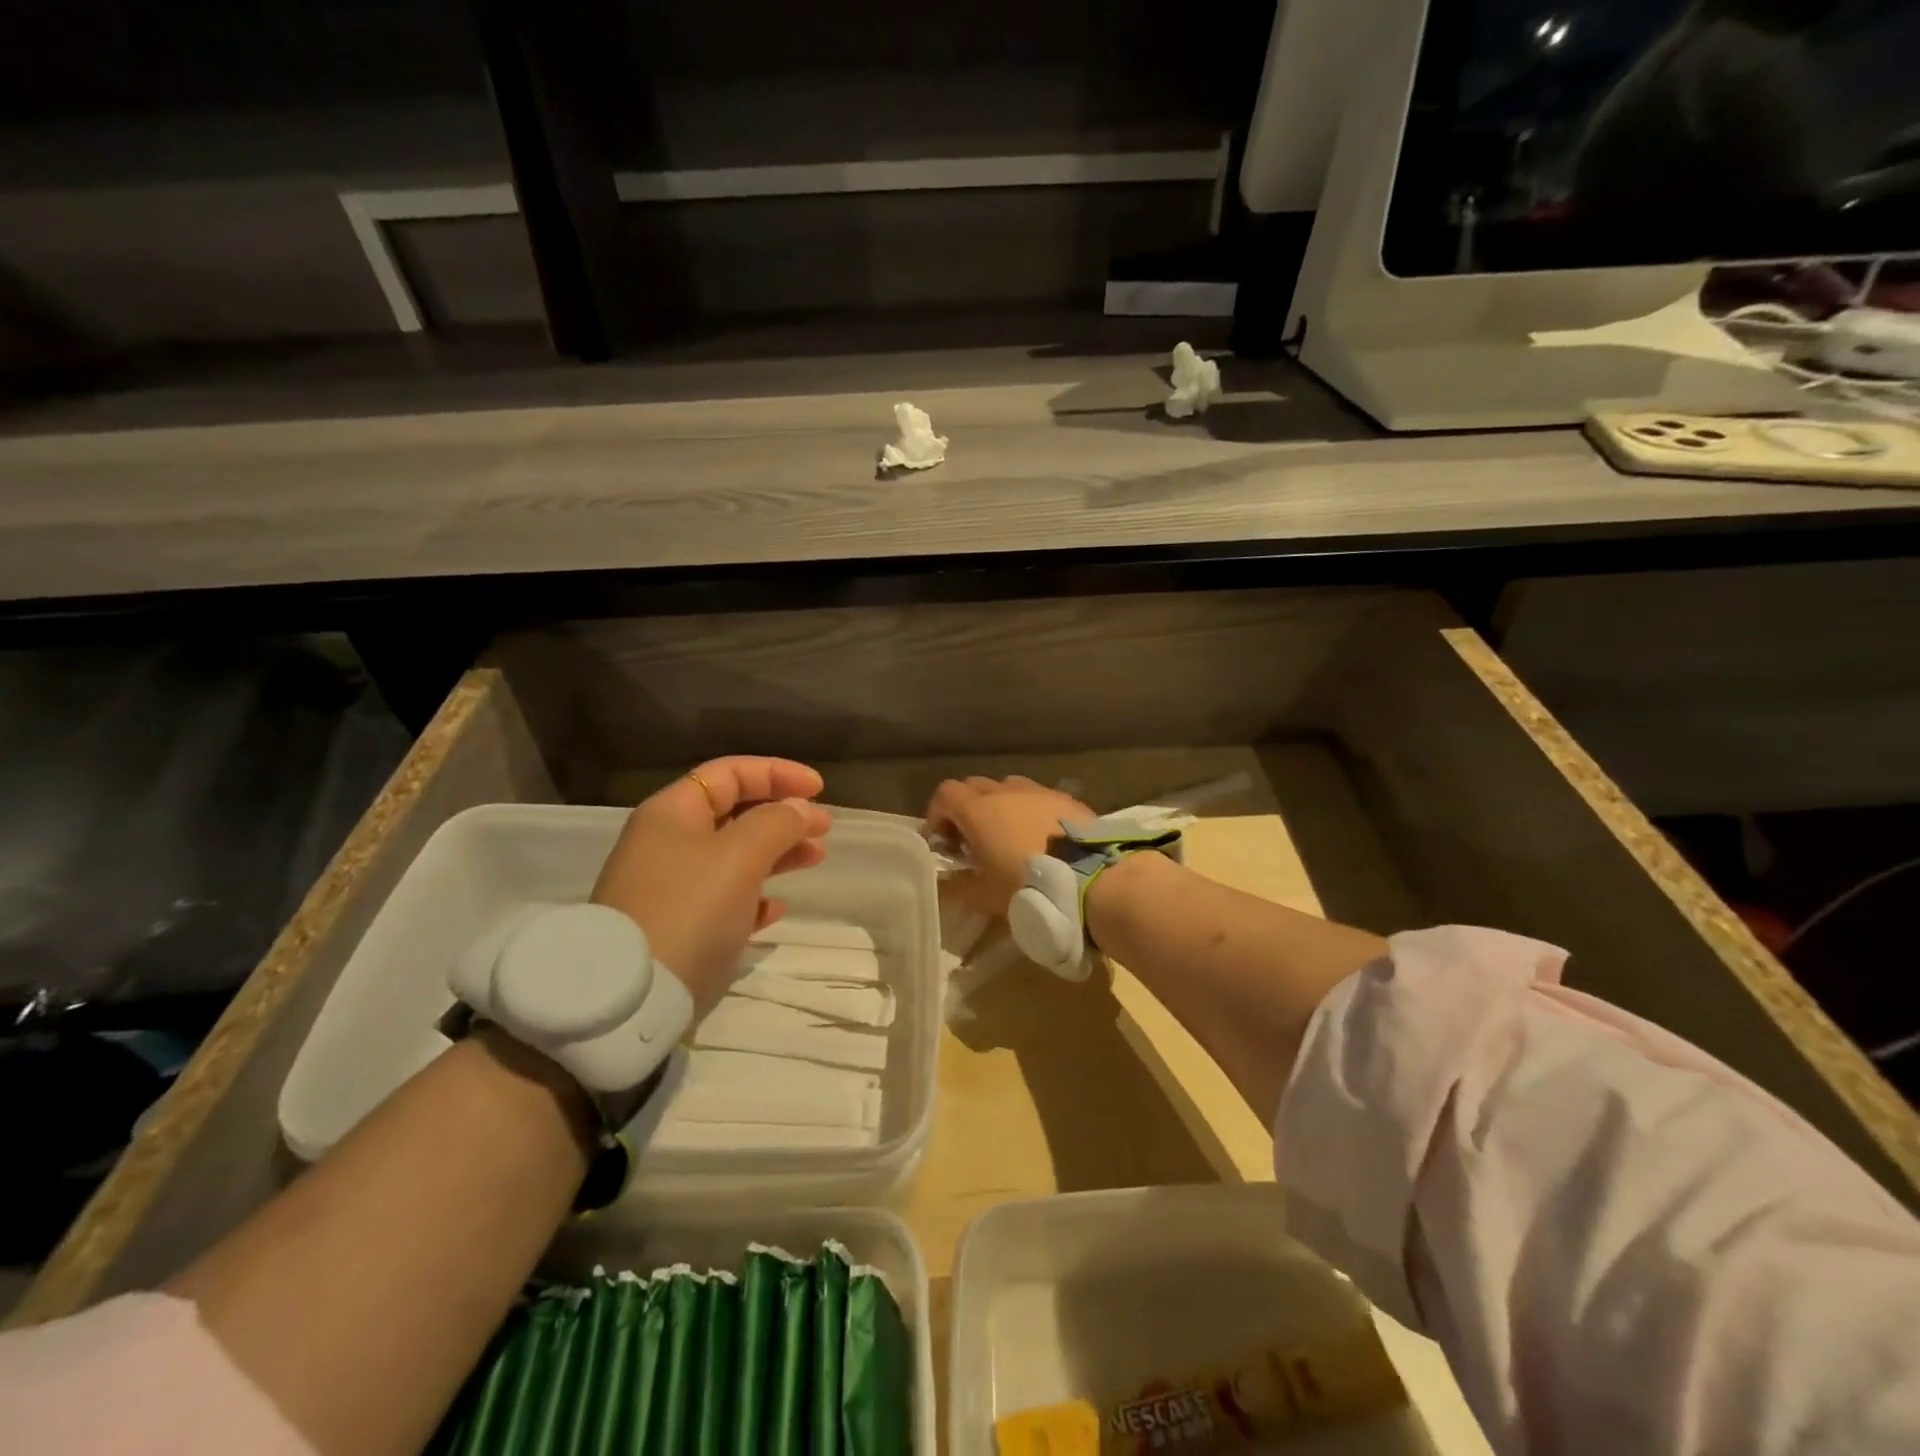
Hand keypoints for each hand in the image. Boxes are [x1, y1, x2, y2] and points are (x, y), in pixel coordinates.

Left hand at [592, 757, 831, 1013]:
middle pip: (735, 812)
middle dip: (783, 815)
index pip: (729, 773)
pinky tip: (777, 908)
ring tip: (815, 859)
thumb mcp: (739, 856)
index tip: (819, 789)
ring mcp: (670, 887)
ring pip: (735, 855)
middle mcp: (668, 843)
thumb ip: (776, 823)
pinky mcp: (677, 927)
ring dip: (778, 852)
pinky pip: (724, 898)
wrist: (631, 999)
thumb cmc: (689, 910)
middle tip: (823, 829)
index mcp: (673, 813)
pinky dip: (755, 895)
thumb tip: (799, 809)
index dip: (777, 773)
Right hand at [924, 776, 1093, 915]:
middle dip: (966, 808)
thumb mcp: (985, 896)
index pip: (945, 794)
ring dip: (1000, 805)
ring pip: (1007, 786)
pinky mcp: (1066, 798)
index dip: (938, 814)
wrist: (1091, 879)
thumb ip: (960, 885)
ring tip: (1008, 834)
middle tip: (972, 839)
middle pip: (974, 785)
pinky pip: (1037, 796)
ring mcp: (1038, 791)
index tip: (942, 839)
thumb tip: (950, 879)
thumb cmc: (1028, 887)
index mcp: (978, 810)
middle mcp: (1005, 791)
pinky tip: (1041, 836)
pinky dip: (1029, 809)